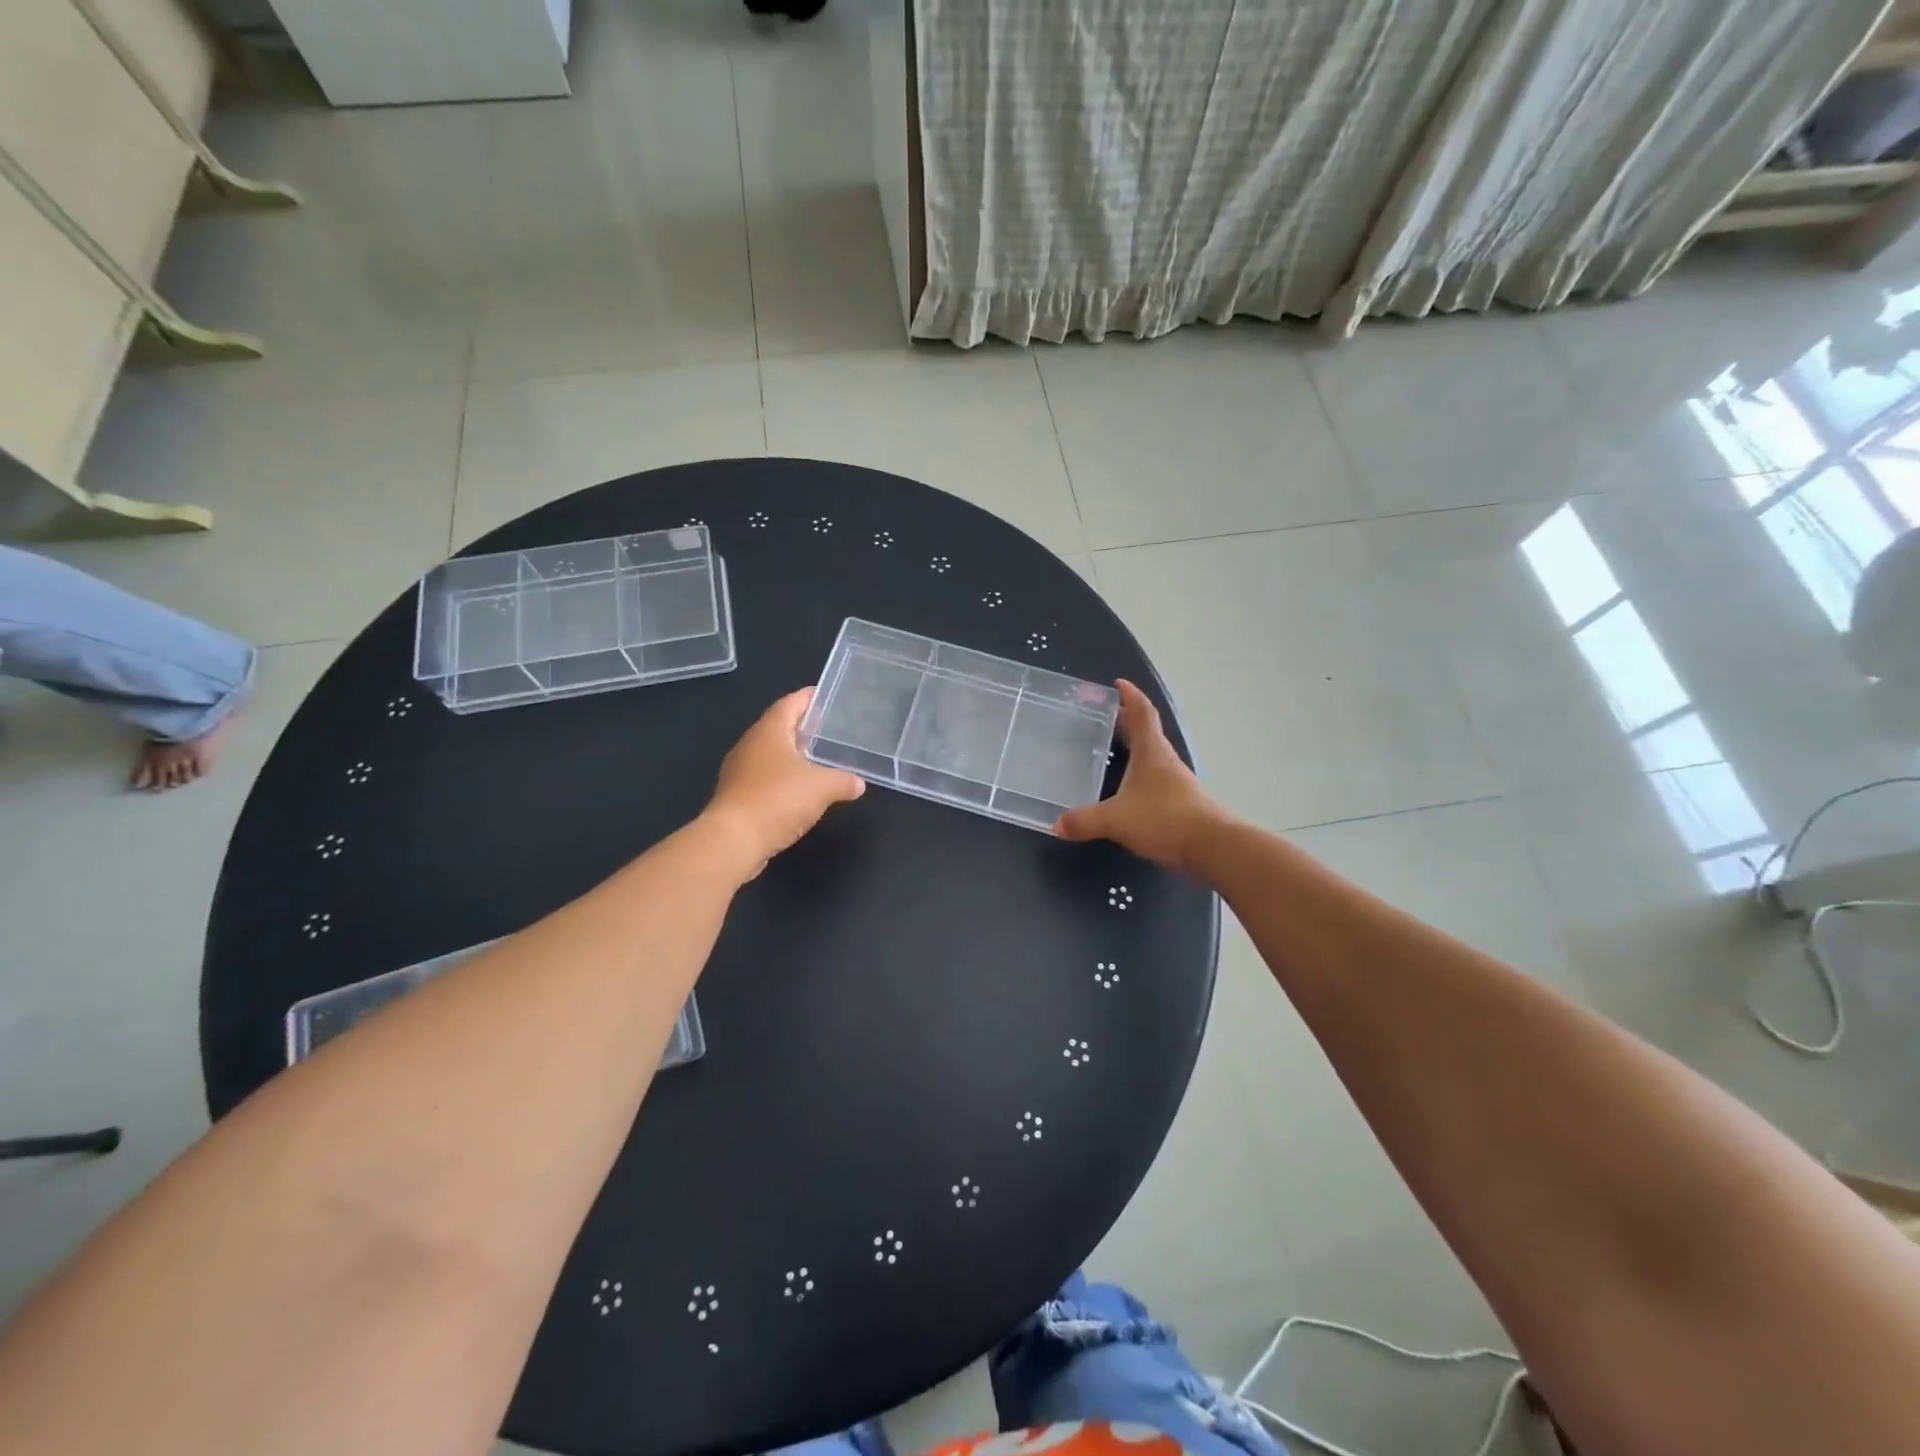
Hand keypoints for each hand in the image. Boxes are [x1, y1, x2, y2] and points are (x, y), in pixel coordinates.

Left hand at [705, 688, 864, 872]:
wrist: (733, 840)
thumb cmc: (778, 800)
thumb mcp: (822, 788)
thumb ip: (843, 781)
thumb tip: (858, 783)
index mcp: (769, 731)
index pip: (790, 704)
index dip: (807, 698)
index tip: (825, 695)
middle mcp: (750, 745)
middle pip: (778, 727)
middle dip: (801, 727)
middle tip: (826, 728)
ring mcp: (740, 771)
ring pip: (770, 754)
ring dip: (791, 755)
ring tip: (817, 759)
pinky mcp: (737, 796)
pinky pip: (764, 778)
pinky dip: (782, 778)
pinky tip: (799, 791)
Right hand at [1054, 680, 1225, 871]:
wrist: (1211, 847)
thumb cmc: (1163, 819)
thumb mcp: (1116, 819)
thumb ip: (1084, 821)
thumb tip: (1055, 825)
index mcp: (1151, 752)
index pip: (1142, 713)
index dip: (1131, 697)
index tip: (1119, 684)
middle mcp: (1165, 761)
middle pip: (1146, 733)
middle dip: (1126, 721)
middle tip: (1104, 716)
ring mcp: (1176, 782)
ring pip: (1151, 757)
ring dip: (1134, 749)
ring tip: (1112, 750)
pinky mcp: (1181, 803)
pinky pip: (1155, 780)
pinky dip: (1139, 776)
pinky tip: (1127, 790)